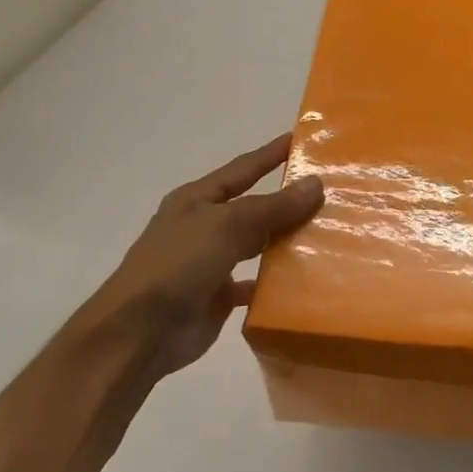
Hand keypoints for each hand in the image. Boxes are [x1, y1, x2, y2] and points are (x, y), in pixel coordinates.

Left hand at [79, 134, 322, 382]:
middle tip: (331, 193)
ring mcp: (210, 263)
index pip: (242, 170)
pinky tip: (303, 280)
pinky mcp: (218, 297)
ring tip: (327, 235)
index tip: (301, 139)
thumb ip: (274, 207)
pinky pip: (256, 284)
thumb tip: (316, 183)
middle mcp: (204, 227)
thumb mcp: (228, 225)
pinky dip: (276, 282)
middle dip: (287, 201)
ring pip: (257, 245)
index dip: (270, 154)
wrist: (141, 332)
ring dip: (286, 241)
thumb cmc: (179, 264)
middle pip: (254, 208)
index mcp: (197, 201)